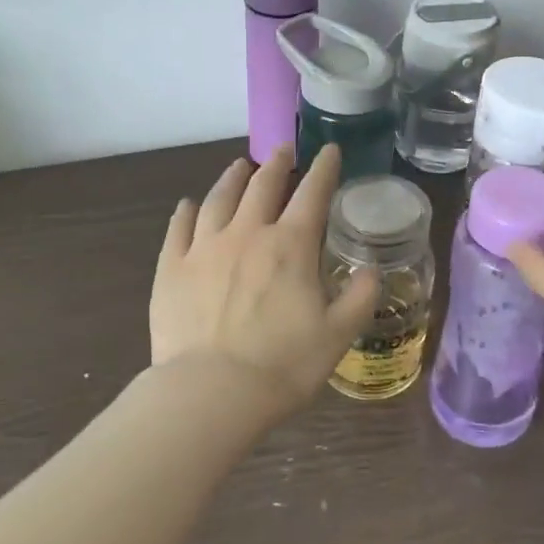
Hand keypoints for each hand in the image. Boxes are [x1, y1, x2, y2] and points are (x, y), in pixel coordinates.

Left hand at [150, 143, 380, 413]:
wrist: (210, 394)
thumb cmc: (283, 365)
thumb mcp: (338, 335)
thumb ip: (359, 297)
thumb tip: (372, 270)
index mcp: (290, 246)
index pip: (312, 193)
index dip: (324, 168)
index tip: (329, 150)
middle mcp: (247, 234)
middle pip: (263, 185)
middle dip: (277, 163)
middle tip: (283, 150)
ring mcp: (204, 248)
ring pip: (220, 198)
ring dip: (233, 178)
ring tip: (240, 167)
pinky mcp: (171, 268)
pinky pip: (178, 228)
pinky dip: (186, 212)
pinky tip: (189, 205)